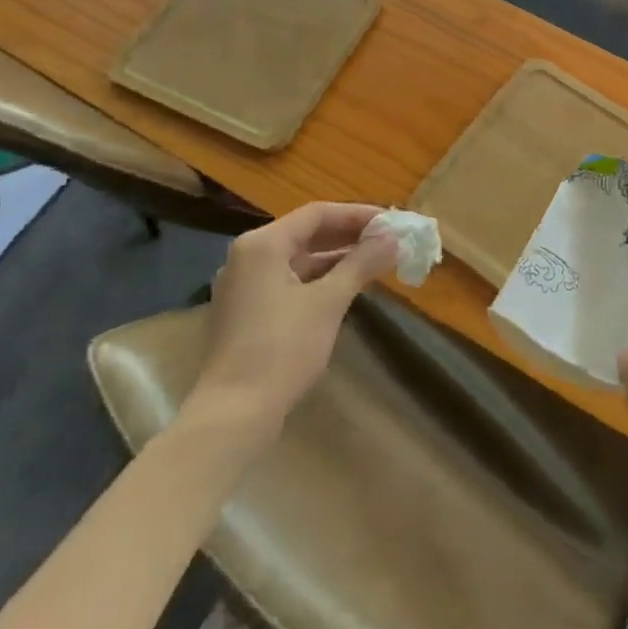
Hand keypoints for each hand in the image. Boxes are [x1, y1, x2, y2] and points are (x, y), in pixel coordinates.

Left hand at [185, 203, 397, 431]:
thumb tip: (394, 239)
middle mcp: (248, 256)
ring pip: (297, 259)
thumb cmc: (283, 349)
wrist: (233, 414)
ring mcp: (243, 285)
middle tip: (388, 240)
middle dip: (349, 236)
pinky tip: (345, 287)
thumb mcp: (329, 302)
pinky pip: (288, 280)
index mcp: (263, 244)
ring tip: (375, 262)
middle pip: (306, 233)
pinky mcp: (245, 311)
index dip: (358, 215)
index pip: (317, 214)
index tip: (392, 223)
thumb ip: (361, 263)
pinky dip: (317, 278)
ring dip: (336, 258)